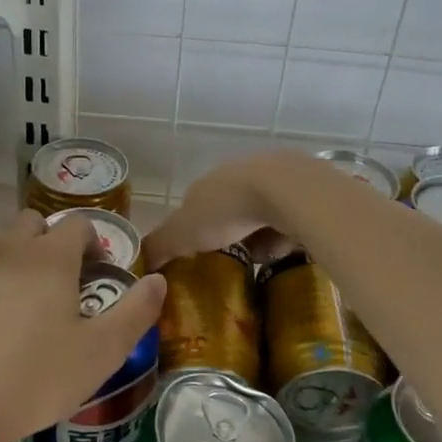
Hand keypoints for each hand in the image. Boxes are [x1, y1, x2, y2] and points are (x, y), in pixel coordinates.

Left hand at [0, 210, 166, 441]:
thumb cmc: (35, 381)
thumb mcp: (101, 353)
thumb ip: (136, 312)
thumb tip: (158, 280)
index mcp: (49, 258)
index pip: (77, 224)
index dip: (92, 242)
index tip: (95, 273)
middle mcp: (6, 250)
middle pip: (32, 223)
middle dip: (50, 242)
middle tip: (58, 285)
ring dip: (16, 260)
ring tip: (21, 307)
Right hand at [144, 150, 315, 268]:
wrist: (286, 190)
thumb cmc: (226, 209)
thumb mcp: (181, 232)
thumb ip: (159, 246)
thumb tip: (140, 263)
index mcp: (205, 185)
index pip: (192, 208)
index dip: (191, 231)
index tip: (194, 256)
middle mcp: (235, 177)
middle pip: (227, 211)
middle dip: (227, 235)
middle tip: (228, 265)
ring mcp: (271, 182)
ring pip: (259, 216)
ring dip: (258, 237)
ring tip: (259, 265)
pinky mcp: (301, 193)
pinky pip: (288, 221)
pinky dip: (284, 237)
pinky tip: (285, 253)